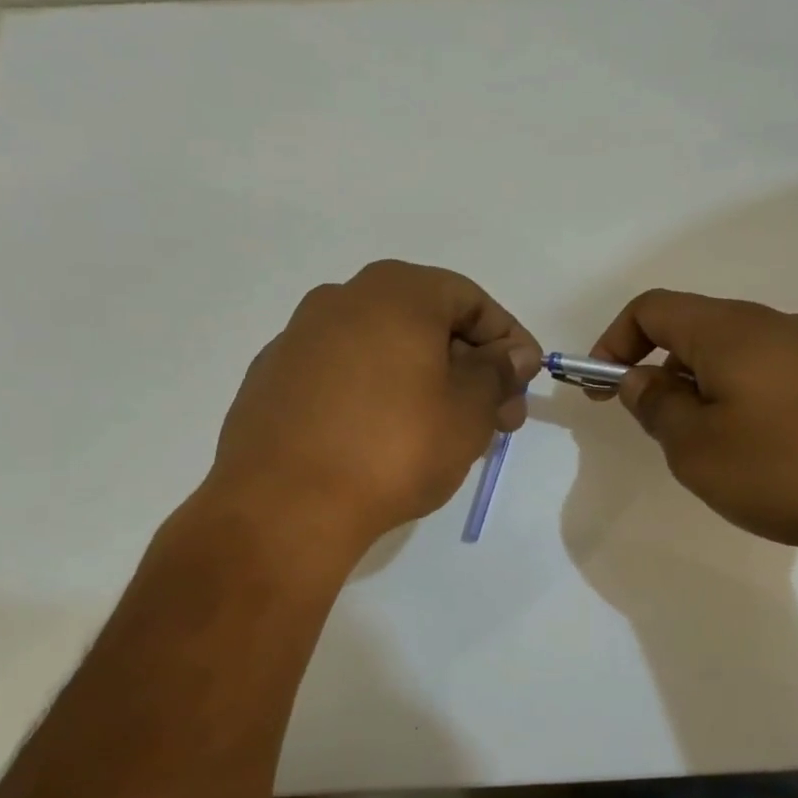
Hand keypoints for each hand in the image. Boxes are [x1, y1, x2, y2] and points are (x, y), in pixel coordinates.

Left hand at [205, 260, 540, 553]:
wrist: (283, 506)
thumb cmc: (393, 447)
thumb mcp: (469, 410)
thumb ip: (498, 372)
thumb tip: (513, 354)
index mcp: (395, 291)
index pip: (470, 300)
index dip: (508, 340)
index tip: (524, 384)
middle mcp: (342, 298)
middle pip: (425, 323)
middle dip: (469, 366)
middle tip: (496, 418)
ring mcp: (299, 337)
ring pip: (383, 349)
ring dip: (425, 381)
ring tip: (446, 433)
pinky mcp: (273, 378)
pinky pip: (343, 374)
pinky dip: (376, 394)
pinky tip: (384, 439)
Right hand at [589, 289, 797, 557]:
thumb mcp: (701, 450)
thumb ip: (658, 409)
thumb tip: (640, 380)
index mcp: (729, 331)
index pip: (652, 309)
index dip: (614, 341)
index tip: (601, 389)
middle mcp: (778, 325)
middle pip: (699, 332)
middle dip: (666, 376)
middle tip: (666, 433)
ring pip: (745, 360)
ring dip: (714, 396)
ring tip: (726, 456)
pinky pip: (786, 380)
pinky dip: (759, 407)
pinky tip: (782, 460)